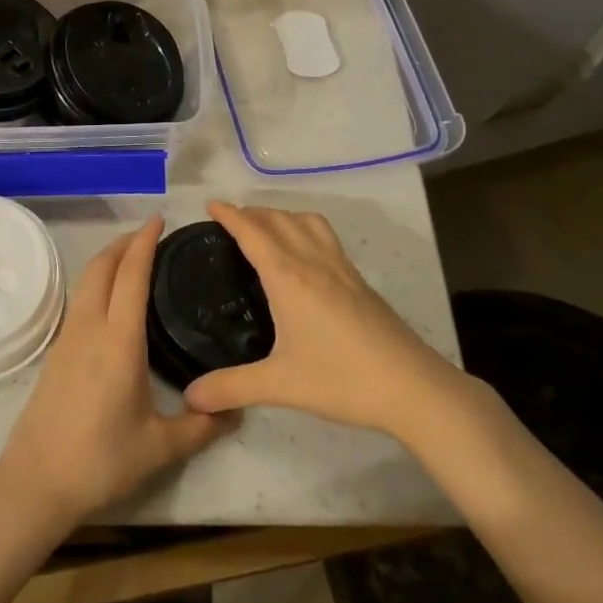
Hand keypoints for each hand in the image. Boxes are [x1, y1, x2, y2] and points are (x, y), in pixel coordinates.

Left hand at [0, 217, 227, 530]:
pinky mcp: (56, 352)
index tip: (159, 220)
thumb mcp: (160, 448)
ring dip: (108, 260)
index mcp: (119, 341)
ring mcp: (67, 339)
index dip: (145, 243)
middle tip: (150, 233)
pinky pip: (79, 301)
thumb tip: (236, 411)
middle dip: (124, 243)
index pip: (132, 276)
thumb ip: (202, 426)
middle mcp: (90, 328)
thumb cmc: (101, 461)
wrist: (36, 481)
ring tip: (132, 259)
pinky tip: (111, 300)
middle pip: (102, 267)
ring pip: (86, 282)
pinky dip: (97, 283)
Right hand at [183, 202, 481, 441]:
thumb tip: (189, 397)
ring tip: (266, 228)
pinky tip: (305, 256)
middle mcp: (314, 262)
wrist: (413, 387)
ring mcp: (342, 269)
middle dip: (252, 212)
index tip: (211, 205)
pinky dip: (305, 230)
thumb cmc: (342, 380)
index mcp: (288, 277)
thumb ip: (231, 388)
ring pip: (308, 222)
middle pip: (279, 219)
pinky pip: (326, 238)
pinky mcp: (360, 282)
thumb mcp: (280, 385)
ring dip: (282, 215)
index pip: (253, 232)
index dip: (230, 215)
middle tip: (230, 220)